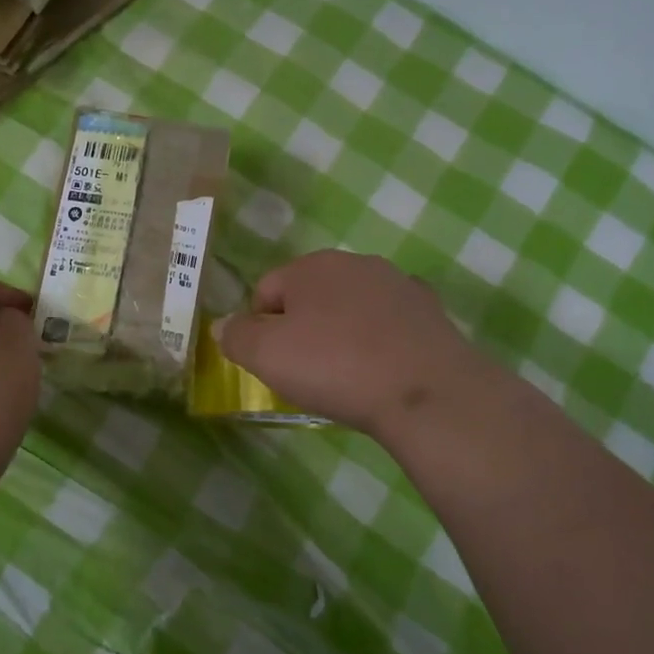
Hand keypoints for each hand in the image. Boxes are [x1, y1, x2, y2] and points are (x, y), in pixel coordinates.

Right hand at [214, 250, 496, 438]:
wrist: (426, 391)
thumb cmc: (335, 367)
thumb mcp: (266, 356)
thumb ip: (236, 336)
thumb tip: (223, 326)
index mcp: (311, 266)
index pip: (266, 290)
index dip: (259, 327)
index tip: (271, 363)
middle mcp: (354, 262)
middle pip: (310, 294)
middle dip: (301, 326)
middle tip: (305, 370)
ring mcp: (397, 283)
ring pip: (351, 306)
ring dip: (341, 331)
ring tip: (346, 374)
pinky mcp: (430, 310)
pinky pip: (389, 322)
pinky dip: (380, 339)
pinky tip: (383, 368)